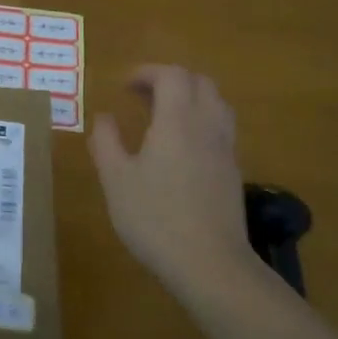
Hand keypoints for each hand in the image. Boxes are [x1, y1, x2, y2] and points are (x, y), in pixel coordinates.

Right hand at [90, 66, 256, 303]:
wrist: (210, 266)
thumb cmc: (155, 218)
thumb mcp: (116, 180)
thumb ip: (106, 142)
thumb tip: (104, 117)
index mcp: (177, 121)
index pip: (172, 76)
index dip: (147, 72)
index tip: (124, 86)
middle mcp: (207, 127)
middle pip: (200, 83)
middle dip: (170, 80)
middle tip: (142, 96)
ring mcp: (225, 151)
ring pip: (216, 104)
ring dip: (190, 99)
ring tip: (162, 117)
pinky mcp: (233, 173)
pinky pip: (221, 130)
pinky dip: (201, 122)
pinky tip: (180, 149)